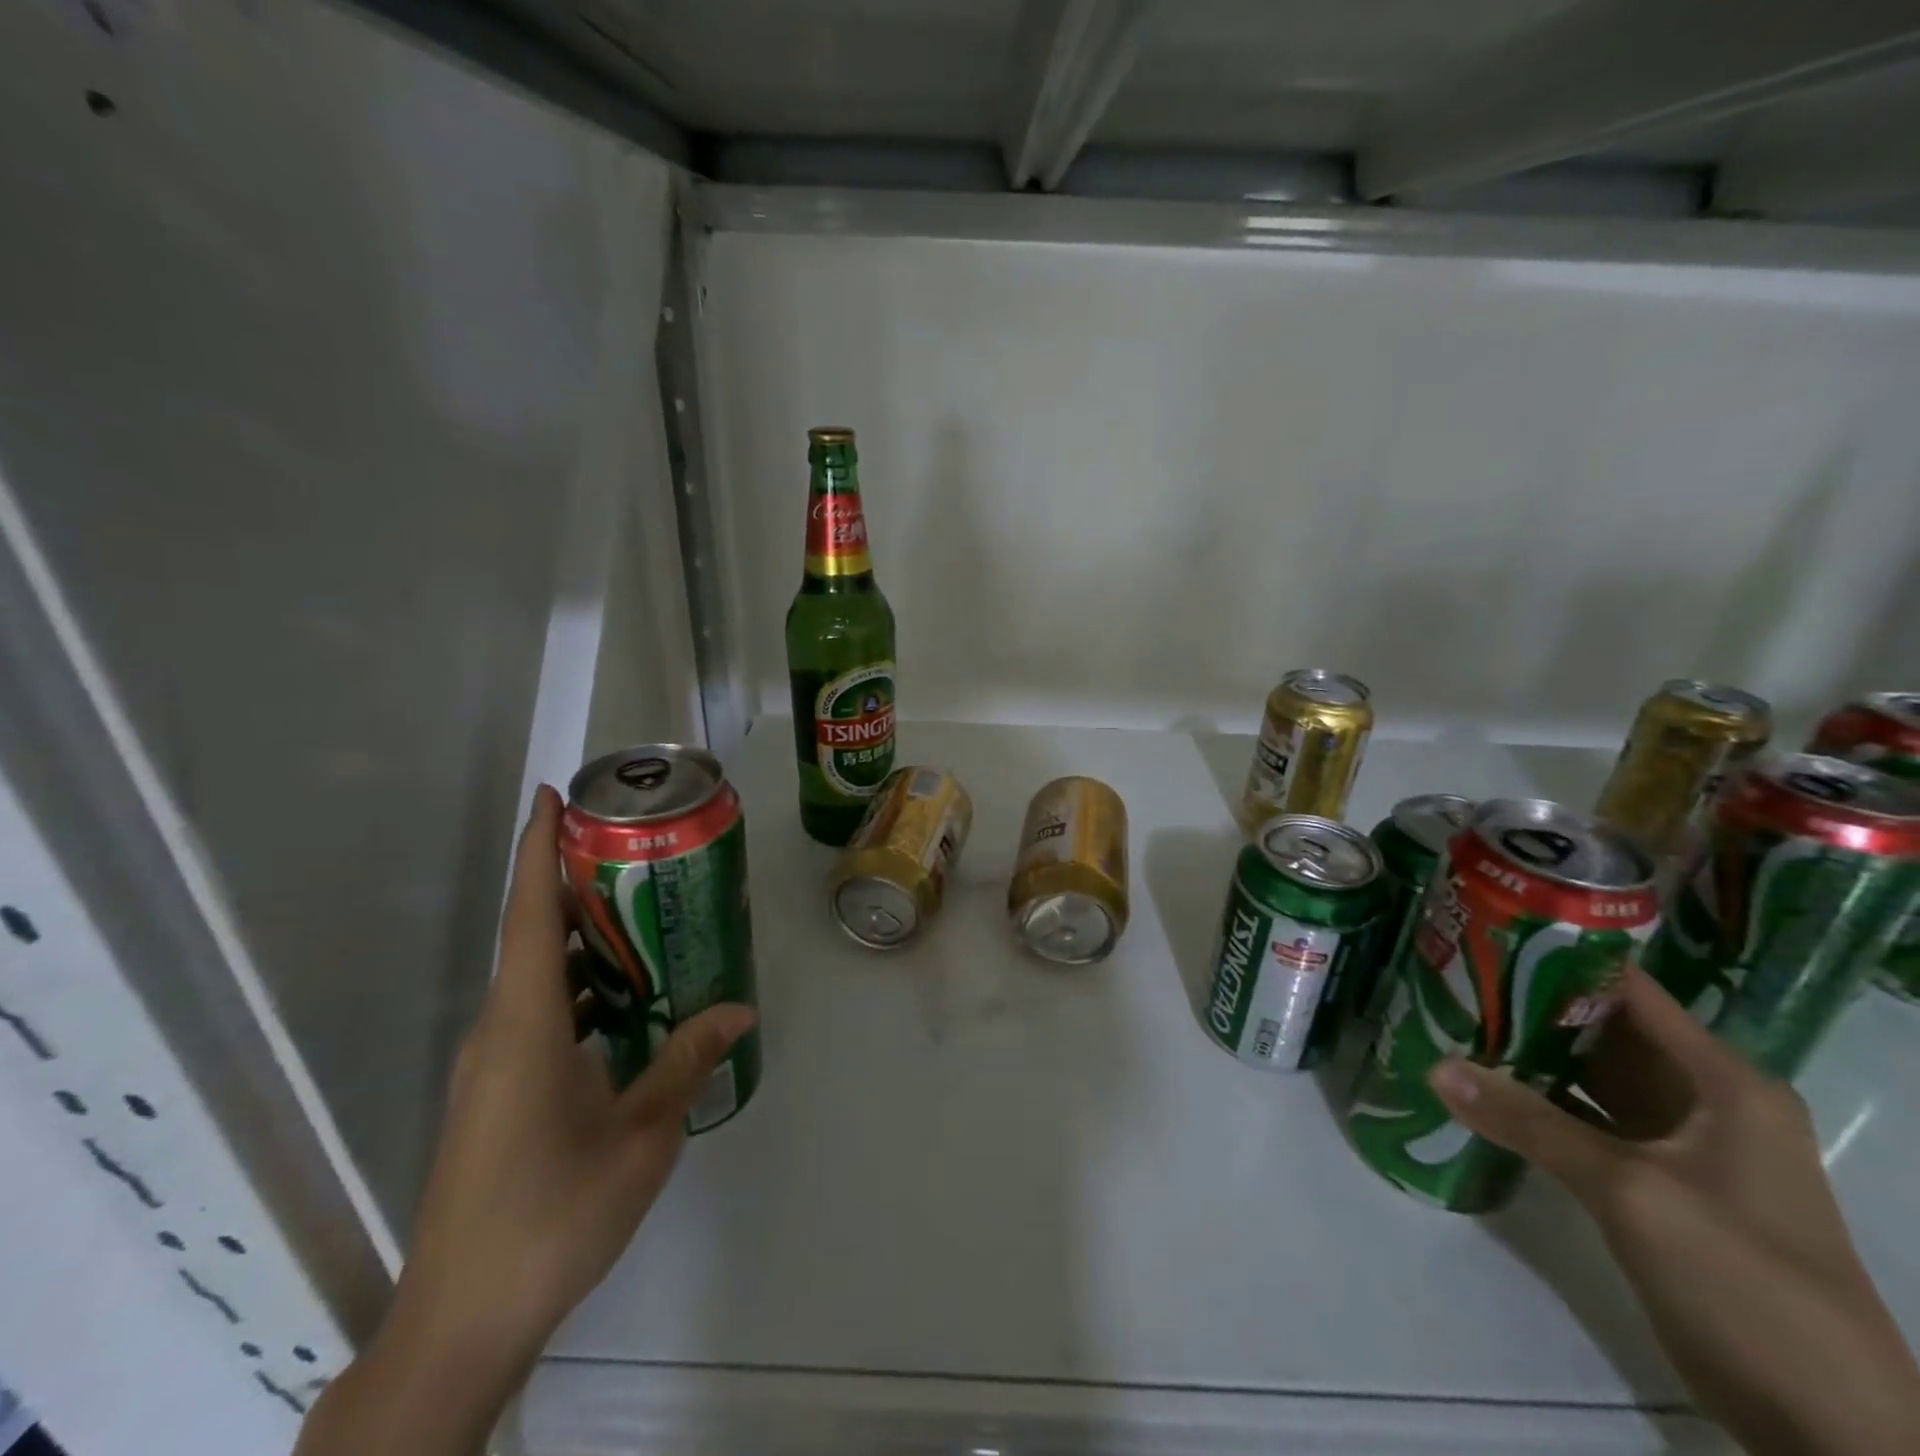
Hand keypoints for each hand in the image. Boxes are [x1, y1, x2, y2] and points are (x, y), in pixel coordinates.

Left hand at [296, 786, 754, 1455]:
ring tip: (646, 917)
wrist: (461, 1322)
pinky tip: (625, 1003)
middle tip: (637, 852)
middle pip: (533, 936)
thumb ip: (686, 1061)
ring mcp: (491, 1065)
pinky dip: (578, 990)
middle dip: (575, 885)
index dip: (536, 850)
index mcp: (525, 1026)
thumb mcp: (639, 1135)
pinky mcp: (494, 1094)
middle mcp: (498, 1031)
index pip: (529, 916)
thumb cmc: (553, 1215)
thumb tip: (739, 1008)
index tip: (550, 796)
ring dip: (583, 942)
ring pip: (537, 978)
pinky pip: (537, 1015)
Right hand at [1429, 967, 1919, 1455]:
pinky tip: (1481, 1085)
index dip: (1558, 958)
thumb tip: (1435, 1065)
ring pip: (1589, 1074)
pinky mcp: (1657, 1178)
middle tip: (1448, 976)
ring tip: (1450, 1018)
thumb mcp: (1631, 1192)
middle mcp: (1704, 1097)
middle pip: (1602, 1029)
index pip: (1628, 990)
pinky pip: (1586, 1118)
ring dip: (1527, 1052)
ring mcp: (1681, 1141)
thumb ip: (1530, 1123)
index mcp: (1722, 1080)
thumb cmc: (1746, 1281)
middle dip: (1527, 1004)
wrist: (1830, 1428)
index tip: (1483, 939)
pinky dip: (1538, 1100)